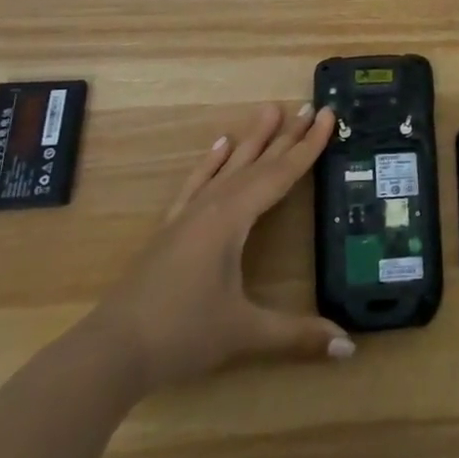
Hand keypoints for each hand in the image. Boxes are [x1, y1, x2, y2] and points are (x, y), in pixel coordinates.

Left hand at [79, 102, 353, 391]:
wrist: (110, 352)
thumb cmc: (180, 335)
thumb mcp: (243, 333)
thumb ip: (297, 335)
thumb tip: (349, 345)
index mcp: (232, 219)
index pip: (280, 174)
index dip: (308, 146)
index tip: (326, 114)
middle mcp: (212, 206)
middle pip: (257, 163)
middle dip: (286, 136)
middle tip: (308, 105)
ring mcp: (188, 215)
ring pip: (228, 167)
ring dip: (252, 139)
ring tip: (269, 110)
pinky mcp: (172, 229)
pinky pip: (197, 183)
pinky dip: (211, 162)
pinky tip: (219, 145)